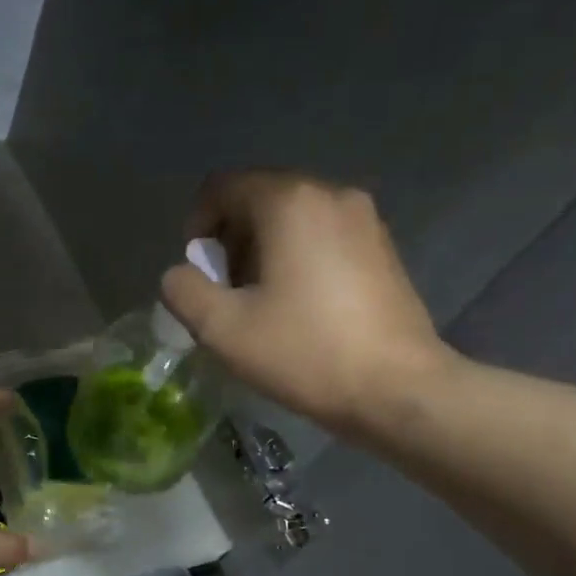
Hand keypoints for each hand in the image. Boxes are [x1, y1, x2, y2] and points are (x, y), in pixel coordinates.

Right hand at [160, 169, 454, 438]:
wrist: (397, 388)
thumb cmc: (304, 352)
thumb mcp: (223, 329)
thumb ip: (184, 291)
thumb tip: (179, 275)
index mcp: (288, 202)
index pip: (223, 187)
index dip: (197, 226)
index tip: (198, 273)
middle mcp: (330, 193)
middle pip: (259, 198)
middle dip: (231, 241)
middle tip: (226, 293)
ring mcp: (364, 218)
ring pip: (293, 218)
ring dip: (263, 251)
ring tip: (261, 303)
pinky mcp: (383, 247)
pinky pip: (323, 236)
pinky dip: (298, 258)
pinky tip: (299, 306)